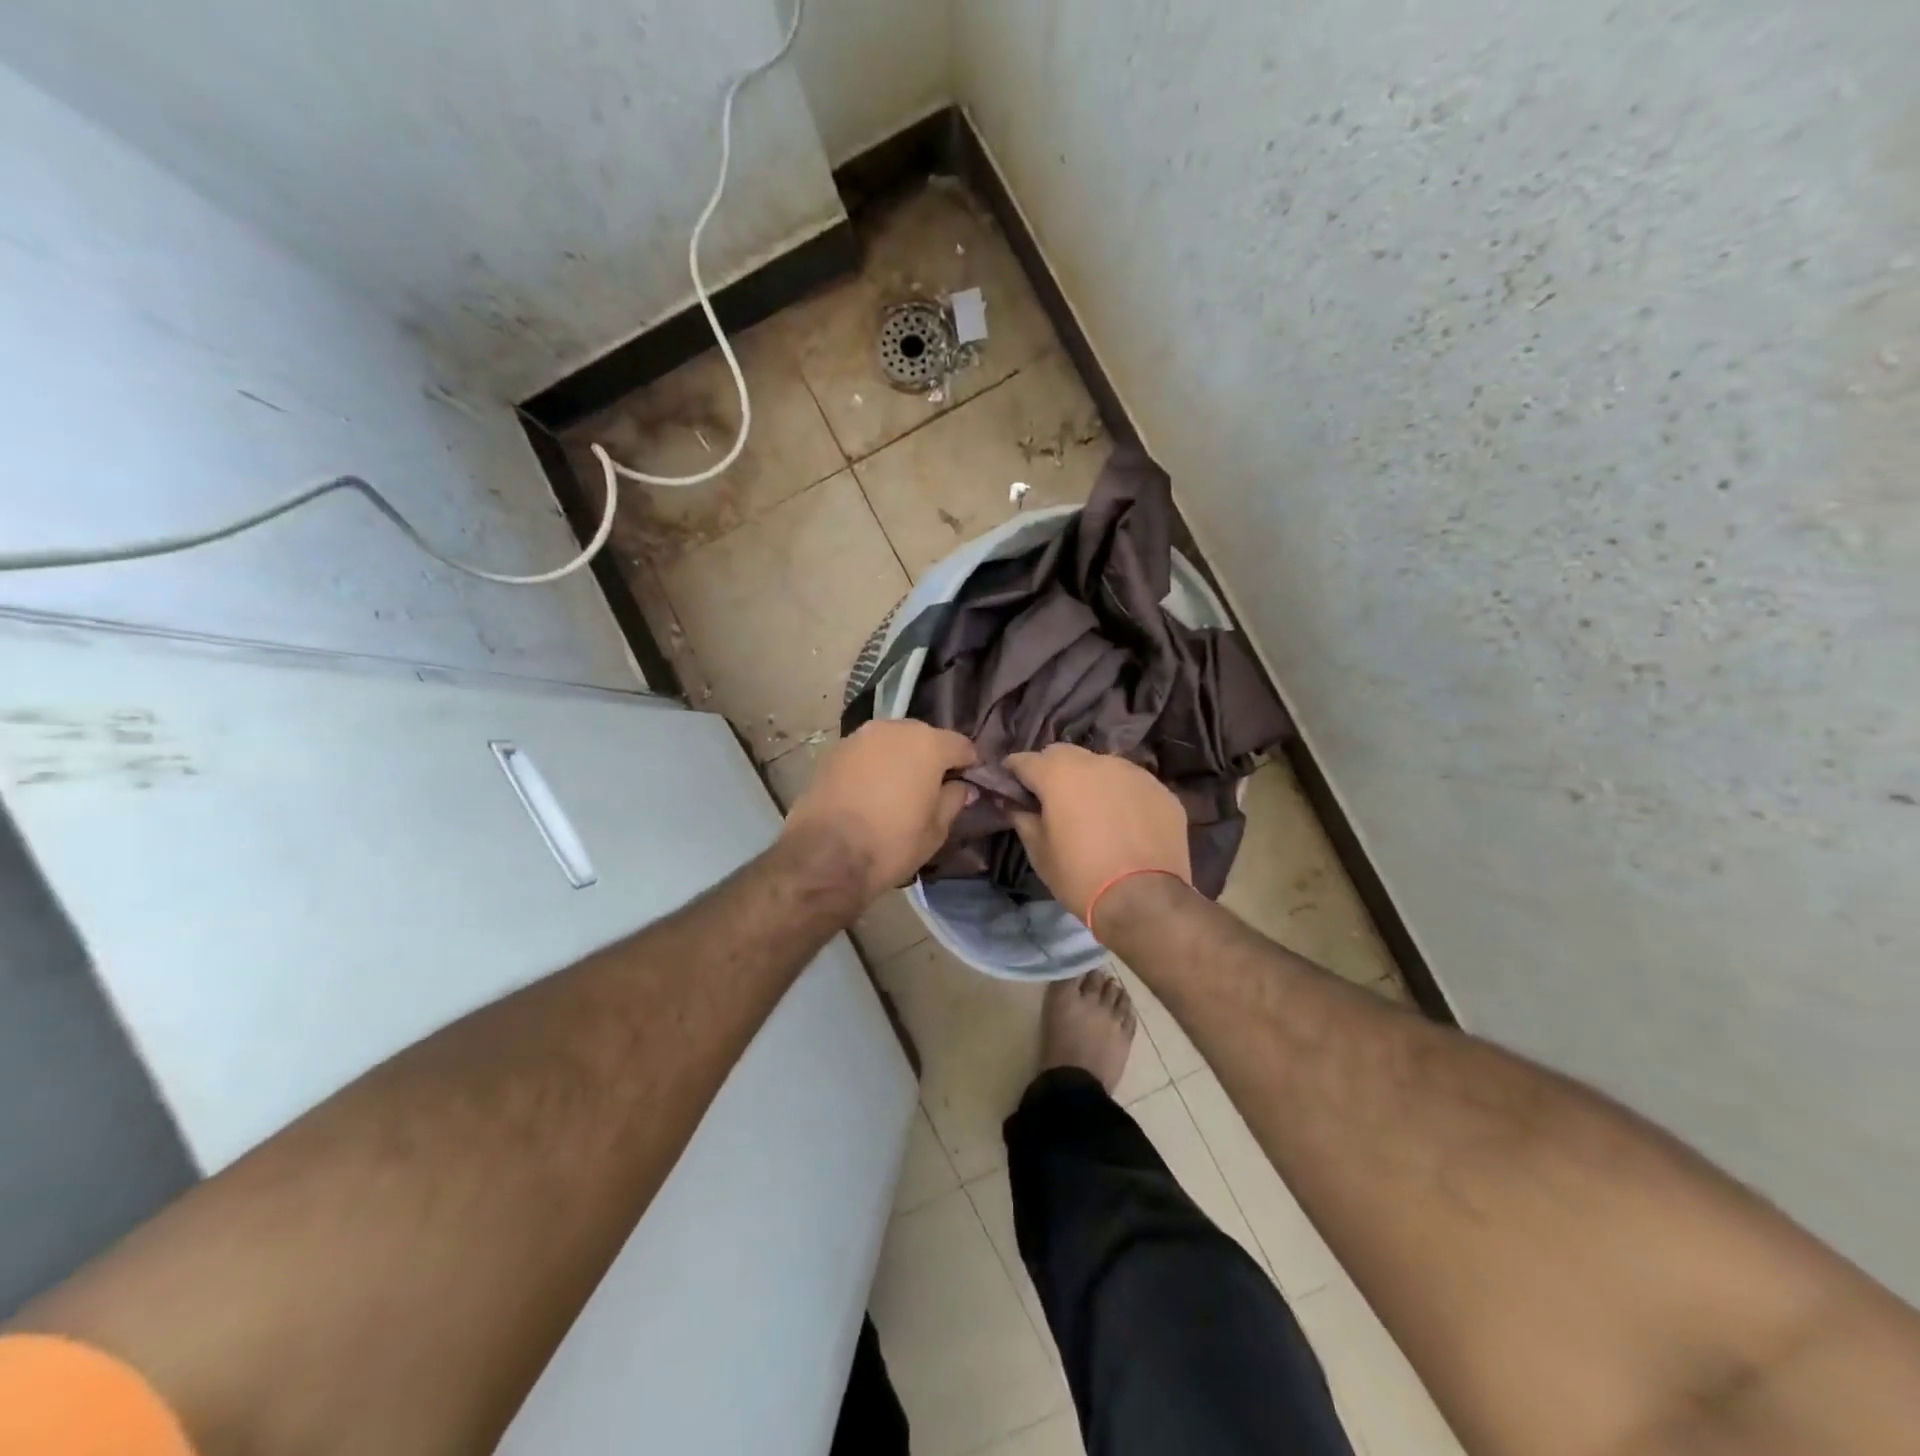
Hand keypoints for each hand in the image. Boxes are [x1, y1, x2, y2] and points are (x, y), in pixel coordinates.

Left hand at [783, 721, 978, 902]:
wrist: (825, 856)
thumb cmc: (891, 843)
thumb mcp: (936, 830)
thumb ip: (954, 800)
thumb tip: (961, 787)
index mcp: (927, 744)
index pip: (961, 744)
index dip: (969, 763)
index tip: (971, 781)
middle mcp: (894, 729)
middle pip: (923, 737)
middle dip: (931, 757)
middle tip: (933, 786)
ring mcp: (859, 737)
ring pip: (891, 742)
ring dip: (899, 758)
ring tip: (899, 788)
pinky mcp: (833, 752)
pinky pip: (865, 754)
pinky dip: (873, 766)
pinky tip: (870, 791)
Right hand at [1005, 744, 1191, 924]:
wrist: (1144, 899)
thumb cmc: (1080, 875)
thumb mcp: (1040, 852)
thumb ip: (1023, 818)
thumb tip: (1014, 803)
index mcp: (1058, 774)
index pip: (1025, 760)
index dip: (1013, 771)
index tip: (1010, 785)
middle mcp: (1096, 762)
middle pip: (1064, 754)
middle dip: (1052, 770)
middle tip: (1051, 798)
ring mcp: (1133, 773)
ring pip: (1102, 766)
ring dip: (1090, 781)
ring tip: (1091, 811)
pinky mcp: (1161, 790)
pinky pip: (1131, 785)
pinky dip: (1121, 796)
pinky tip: (1123, 823)